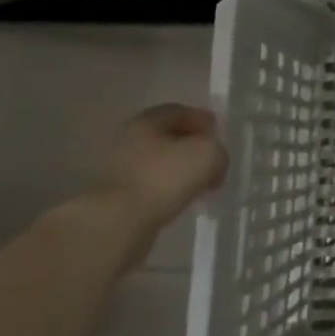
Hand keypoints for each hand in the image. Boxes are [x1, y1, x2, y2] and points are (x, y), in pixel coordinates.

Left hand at [99, 104, 227, 245]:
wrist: (117, 224)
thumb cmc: (162, 178)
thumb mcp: (207, 155)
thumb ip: (218, 152)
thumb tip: (215, 163)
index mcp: (145, 122)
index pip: (178, 111)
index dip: (200, 118)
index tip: (217, 132)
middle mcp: (127, 141)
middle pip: (166, 137)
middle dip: (190, 146)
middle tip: (211, 158)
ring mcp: (117, 171)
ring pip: (158, 164)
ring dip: (178, 171)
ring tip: (199, 184)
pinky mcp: (115, 199)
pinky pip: (150, 187)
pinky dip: (166, 190)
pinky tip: (180, 201)